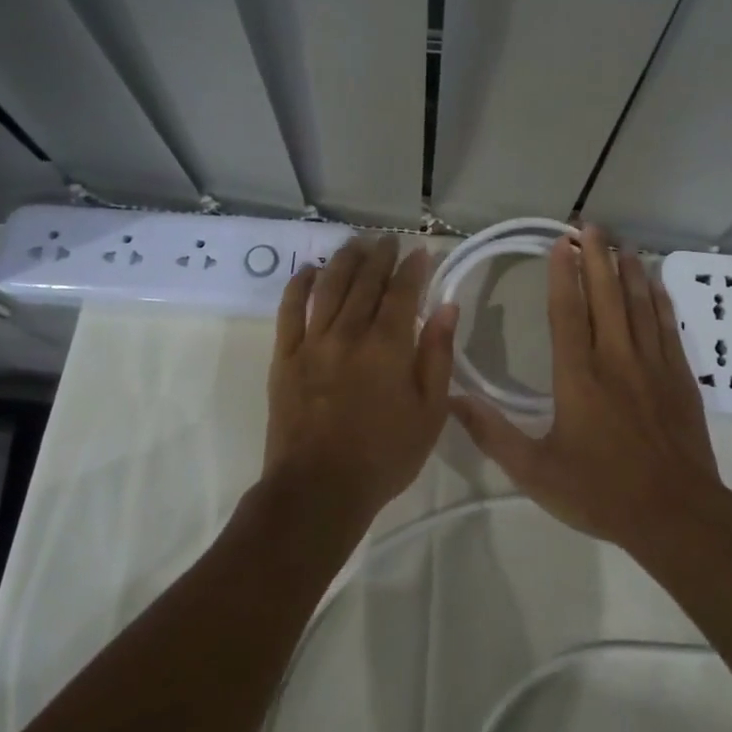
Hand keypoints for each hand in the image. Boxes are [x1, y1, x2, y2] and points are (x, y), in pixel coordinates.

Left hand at [264, 234, 458, 521]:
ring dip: (344, 260)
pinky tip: (309, 270)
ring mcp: (312, 342)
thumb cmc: (384, 456)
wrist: (319, 490)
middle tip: (389, 241)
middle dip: (380, 256)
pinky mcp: (284, 357)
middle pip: (365, 282)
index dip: (414, 268)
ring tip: (355, 243)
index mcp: (388, 346)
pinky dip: (299, 285)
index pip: (403, 292)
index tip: (421, 251)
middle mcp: (349, 333)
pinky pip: (289, 310)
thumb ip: (437, 355)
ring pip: (328, 287)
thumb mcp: (429, 412)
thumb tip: (447, 308)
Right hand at [449, 225, 727, 550]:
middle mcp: (615, 359)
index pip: (567, 311)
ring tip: (622, 243)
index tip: (560, 244)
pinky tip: (655, 284)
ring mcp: (652, 365)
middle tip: (591, 226)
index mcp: (578, 376)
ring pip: (639, 304)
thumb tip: (452, 399)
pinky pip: (667, 327)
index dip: (563, 274)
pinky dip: (659, 301)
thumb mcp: (535, 472)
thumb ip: (492, 434)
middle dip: (597, 257)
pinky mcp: (679, 377)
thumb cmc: (600, 493)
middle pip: (606, 296)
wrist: (675, 515)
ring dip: (629, 270)